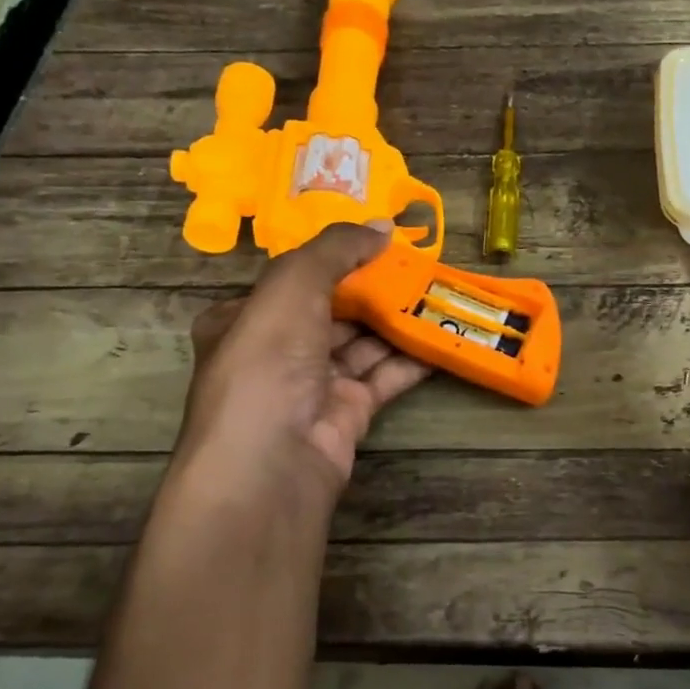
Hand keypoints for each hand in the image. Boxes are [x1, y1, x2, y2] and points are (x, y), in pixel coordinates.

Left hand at [171, 222, 430, 520]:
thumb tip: (383, 225)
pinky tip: (442, 337)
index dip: (337, 257)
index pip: (295, 279)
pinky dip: (412, 358)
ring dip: (399, 320)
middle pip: (334, 309)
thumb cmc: (268, 362)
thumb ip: (336, 249)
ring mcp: (314, 384)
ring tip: (441, 294)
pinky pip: (384, 375)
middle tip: (422, 266)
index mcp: (247, 318)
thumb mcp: (292, 286)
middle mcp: (278, 350)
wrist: (273, 463)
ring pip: (364, 342)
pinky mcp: (349, 411)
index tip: (382, 241)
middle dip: (376, 288)